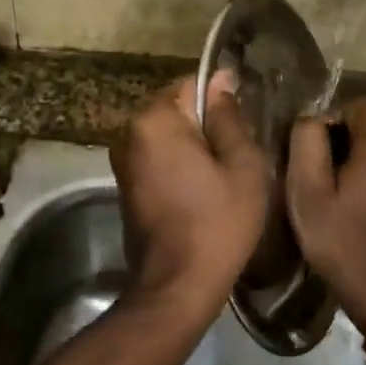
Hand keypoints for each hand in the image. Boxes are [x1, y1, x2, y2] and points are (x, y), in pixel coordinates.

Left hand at [111, 74, 270, 309]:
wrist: (177, 284)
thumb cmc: (218, 222)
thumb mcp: (242, 165)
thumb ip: (229, 117)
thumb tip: (221, 80)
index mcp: (155, 120)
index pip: (192, 85)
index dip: (223, 100)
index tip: (244, 127)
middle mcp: (129, 132)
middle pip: (177, 110)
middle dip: (206, 125)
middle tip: (238, 156)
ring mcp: (122, 160)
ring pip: (168, 136)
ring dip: (193, 147)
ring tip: (223, 175)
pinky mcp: (125, 184)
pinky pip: (157, 157)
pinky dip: (178, 165)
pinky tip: (202, 190)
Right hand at [286, 99, 365, 322]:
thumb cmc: (341, 242)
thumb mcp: (309, 192)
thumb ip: (307, 145)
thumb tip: (311, 119)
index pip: (360, 106)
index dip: (332, 117)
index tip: (313, 147)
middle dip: (337, 146)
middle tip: (313, 178)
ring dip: (350, 170)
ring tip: (327, 199)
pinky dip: (363, 188)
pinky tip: (346, 216)